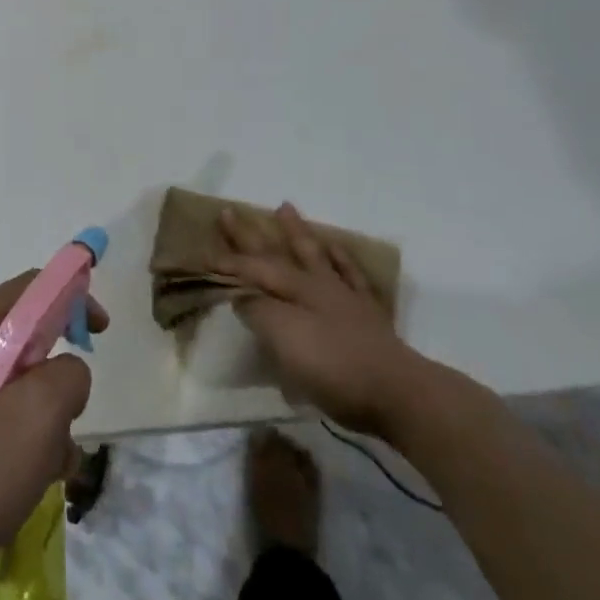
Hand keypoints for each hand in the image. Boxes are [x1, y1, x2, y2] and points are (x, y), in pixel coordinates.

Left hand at [0, 273, 104, 598]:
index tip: (98, 333)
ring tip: (47, 470)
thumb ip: (68, 376)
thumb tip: (65, 371)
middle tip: (69, 423)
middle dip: (54, 376)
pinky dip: (10, 438)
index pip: (31, 287)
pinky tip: (16, 486)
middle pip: (19, 338)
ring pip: (4, 384)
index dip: (73, 298)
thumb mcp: (38, 419)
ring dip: (37, 418)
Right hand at [218, 202, 432, 439]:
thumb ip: (258, 312)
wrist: (398, 392)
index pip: (251, 270)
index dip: (226, 263)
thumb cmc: (333, 368)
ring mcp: (343, 297)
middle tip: (229, 211)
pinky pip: (351, 276)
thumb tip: (241, 295)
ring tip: (284, 207)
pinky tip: (335, 247)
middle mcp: (315, 285)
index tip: (201, 252)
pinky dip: (341, 258)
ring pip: (314, 255)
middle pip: (275, 254)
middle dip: (249, 235)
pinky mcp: (368, 315)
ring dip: (296, 232)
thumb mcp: (283, 340)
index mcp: (292, 290)